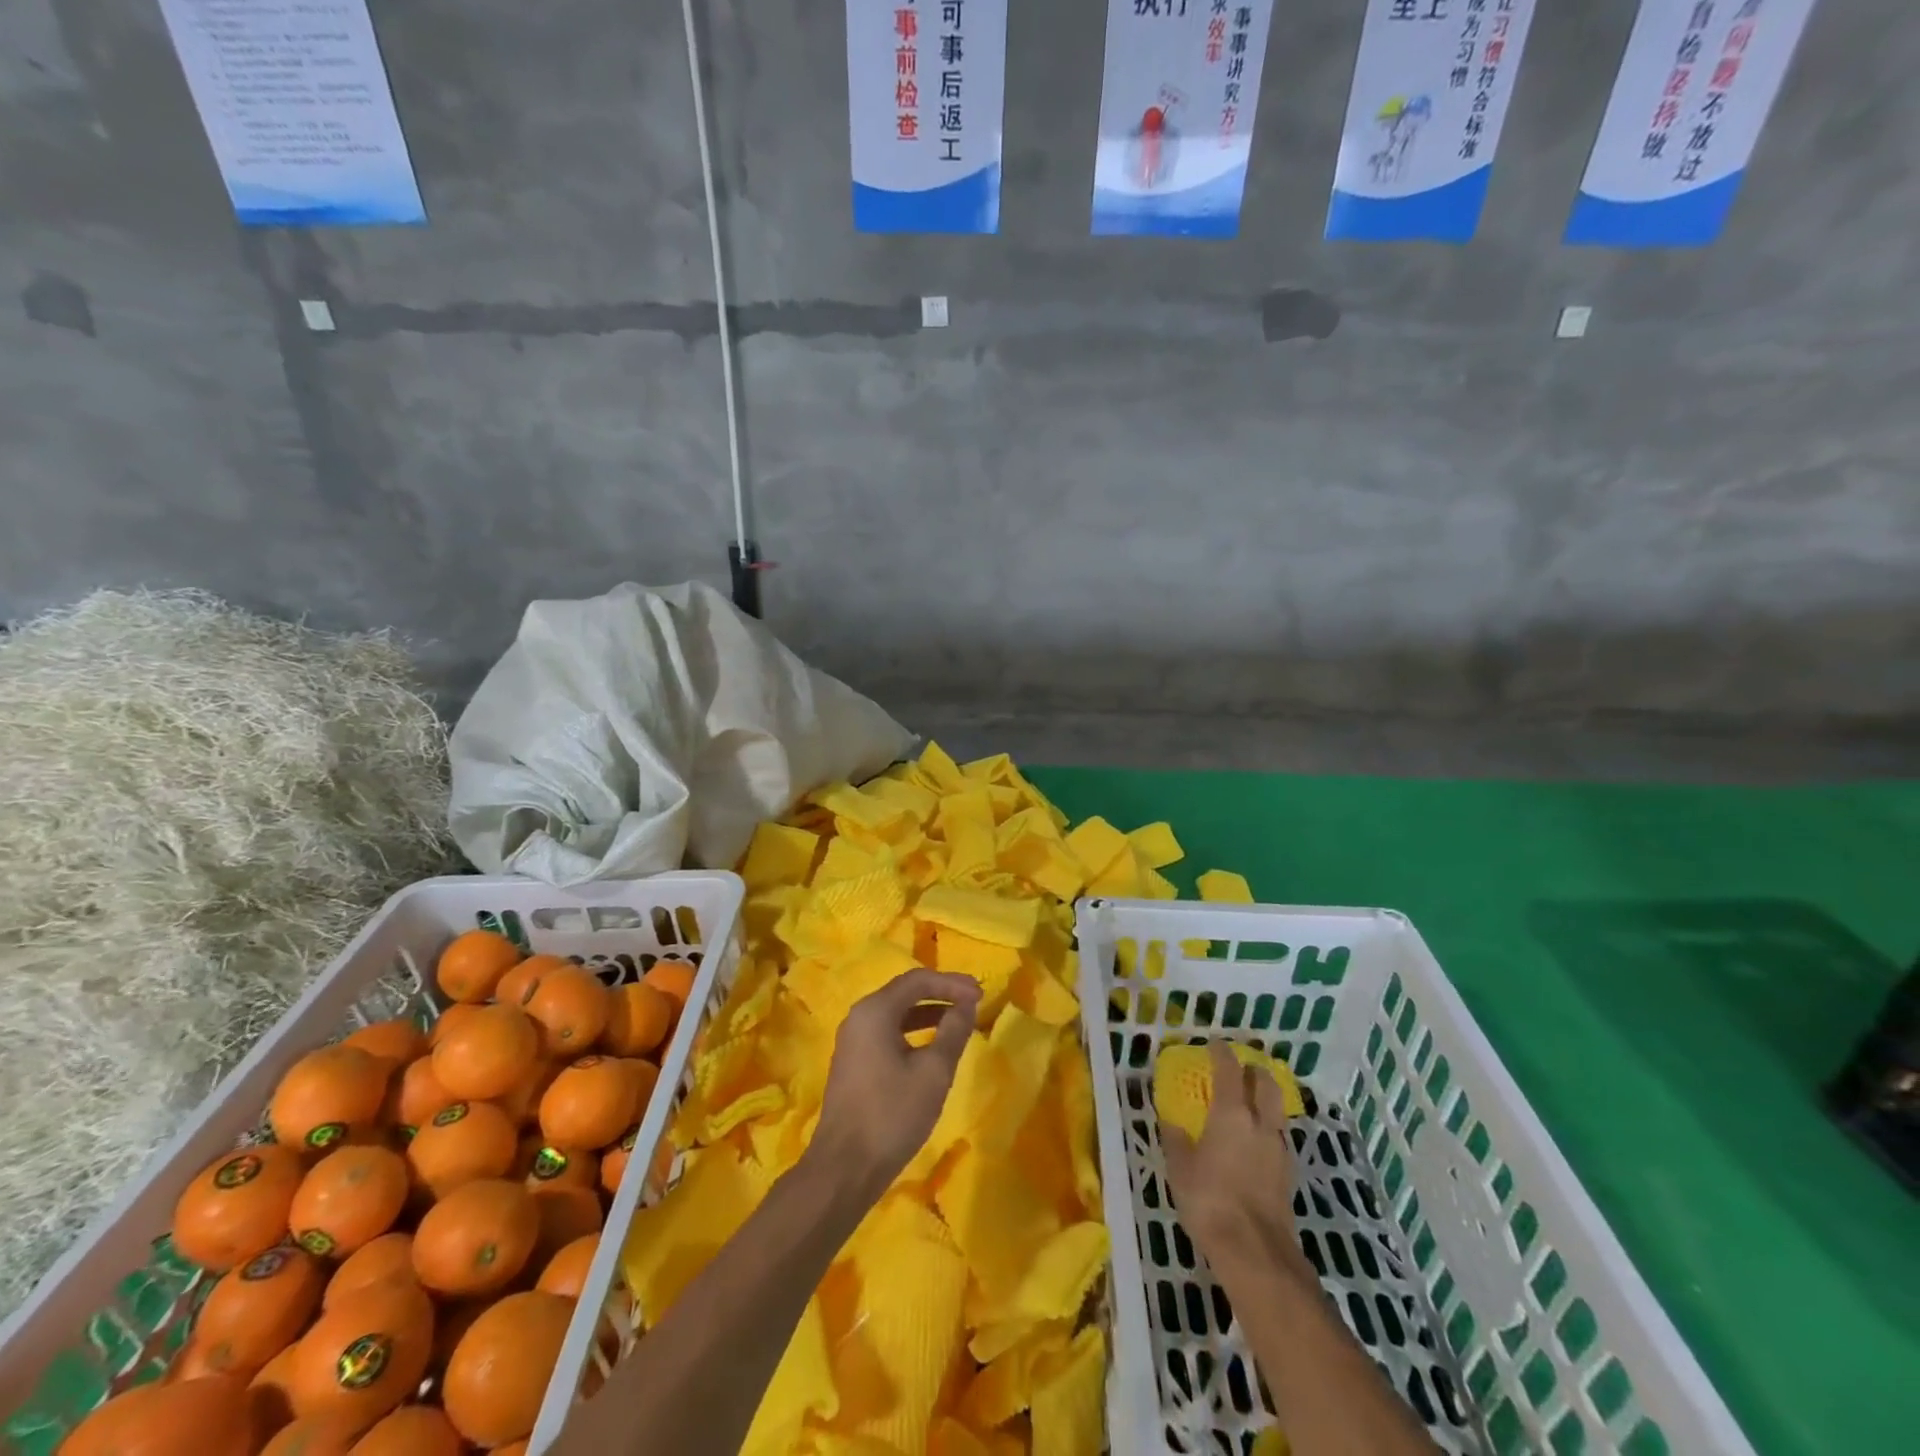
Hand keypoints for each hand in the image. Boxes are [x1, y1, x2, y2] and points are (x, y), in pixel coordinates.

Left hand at [810, 968, 980, 1199]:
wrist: (845, 1168)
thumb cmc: (892, 1114)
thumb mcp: (933, 1072)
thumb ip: (953, 1031)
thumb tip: (967, 1004)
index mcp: (874, 1011)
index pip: (918, 980)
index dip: (952, 983)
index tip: (981, 993)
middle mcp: (859, 1017)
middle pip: (904, 992)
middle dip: (941, 994)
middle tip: (973, 1002)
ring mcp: (853, 1040)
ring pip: (895, 1013)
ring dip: (928, 1013)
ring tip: (958, 1022)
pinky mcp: (853, 1062)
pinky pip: (887, 1032)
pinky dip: (913, 1031)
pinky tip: (932, 1047)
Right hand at [1159, 1041, 1303, 1272]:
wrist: (1256, 1253)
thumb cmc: (1210, 1200)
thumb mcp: (1180, 1168)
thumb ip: (1176, 1139)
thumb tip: (1171, 1121)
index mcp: (1232, 1113)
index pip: (1229, 1069)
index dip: (1221, 1052)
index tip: (1213, 1043)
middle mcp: (1260, 1123)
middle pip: (1265, 1083)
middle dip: (1252, 1070)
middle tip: (1238, 1068)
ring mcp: (1278, 1148)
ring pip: (1276, 1109)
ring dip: (1263, 1098)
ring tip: (1247, 1103)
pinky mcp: (1287, 1173)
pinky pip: (1277, 1135)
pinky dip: (1266, 1127)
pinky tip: (1253, 1141)